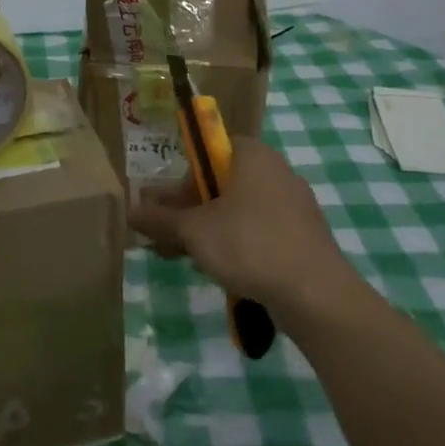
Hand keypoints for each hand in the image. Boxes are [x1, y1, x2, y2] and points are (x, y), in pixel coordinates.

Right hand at [129, 136, 361, 326]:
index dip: (181, 179)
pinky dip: (237, 244)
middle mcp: (275, 170)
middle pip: (220, 184)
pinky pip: (260, 231)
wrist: (315, 293)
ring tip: (184, 259)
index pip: (206, 152)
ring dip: (209, 231)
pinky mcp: (303, 235)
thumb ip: (160, 220)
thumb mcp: (194, 231)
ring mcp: (293, 204)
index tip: (167, 209)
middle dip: (189, 212)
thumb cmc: (249, 245)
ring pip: (239, 211)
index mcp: (251, 154)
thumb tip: (129, 211)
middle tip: (166, 239)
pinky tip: (220, 271)